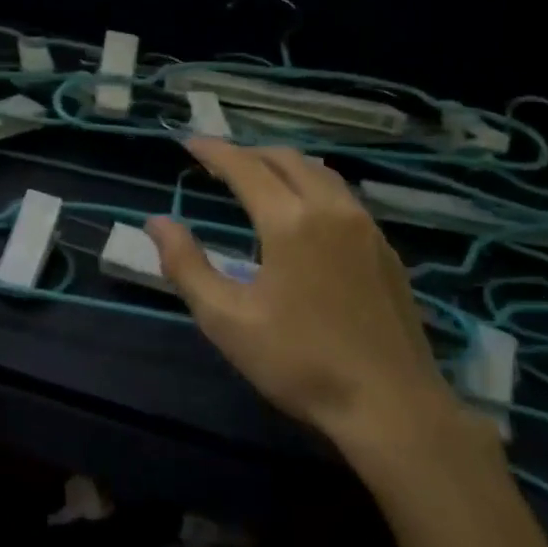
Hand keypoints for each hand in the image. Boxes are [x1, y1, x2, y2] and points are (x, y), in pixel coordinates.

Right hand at [146, 141, 457, 456]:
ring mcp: (366, 228)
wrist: (390, 405)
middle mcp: (332, 209)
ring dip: (284, 166)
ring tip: (259, 178)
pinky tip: (304, 215)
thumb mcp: (226, 319)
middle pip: (287, 160)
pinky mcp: (386, 250)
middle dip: (249, 153)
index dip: (214, 151)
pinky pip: (343, 198)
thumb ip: (187, 265)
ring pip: (321, 174)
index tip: (189, 142)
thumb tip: (157, 222)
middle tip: (219, 162)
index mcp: (290, 221)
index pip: (245, 167)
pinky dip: (313, 187)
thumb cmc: (299, 362)